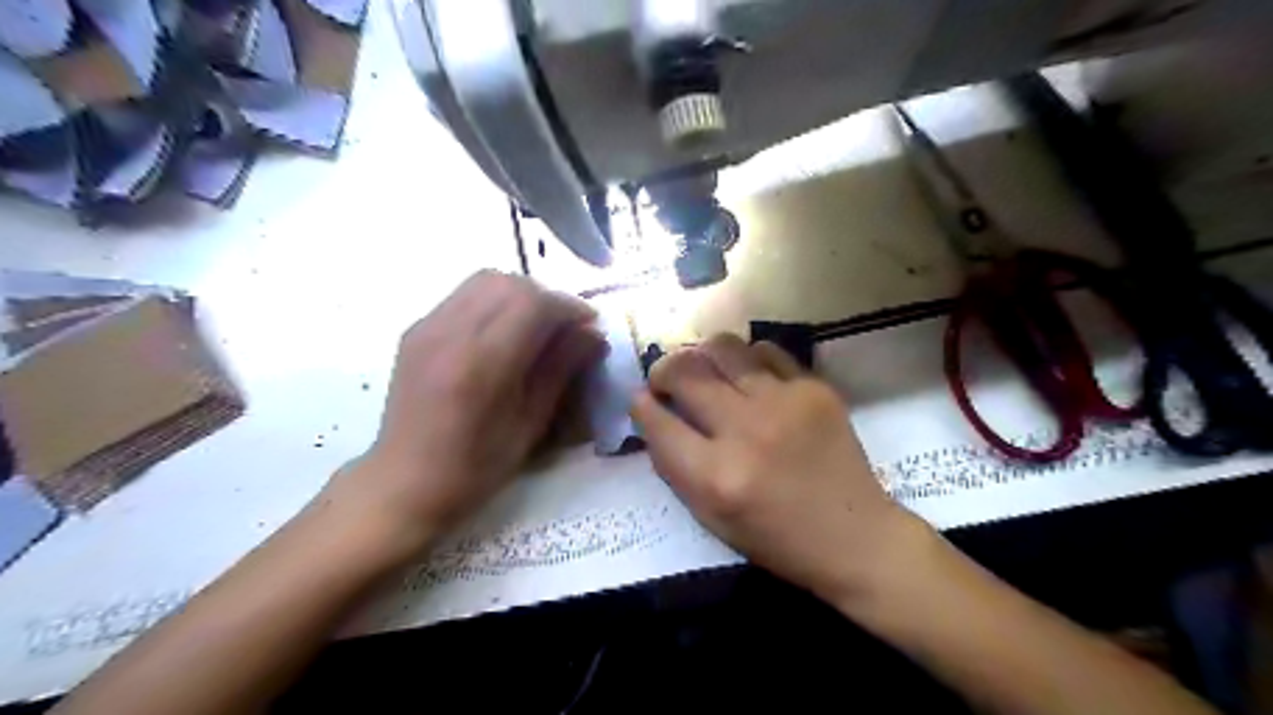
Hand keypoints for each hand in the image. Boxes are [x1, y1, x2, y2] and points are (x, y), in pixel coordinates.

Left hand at [323, 269, 606, 551]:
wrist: (405, 480)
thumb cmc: (476, 466)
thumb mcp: (530, 423)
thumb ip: (561, 369)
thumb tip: (593, 333)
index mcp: (481, 363)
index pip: (532, 303)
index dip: (568, 307)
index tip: (590, 325)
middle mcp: (449, 333)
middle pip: (508, 282)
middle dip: (546, 297)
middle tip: (566, 327)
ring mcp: (427, 326)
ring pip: (484, 280)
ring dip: (520, 294)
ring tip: (537, 326)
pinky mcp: (416, 329)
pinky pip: (464, 295)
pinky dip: (494, 301)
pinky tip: (503, 332)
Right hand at [634, 337, 926, 603]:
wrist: (854, 536)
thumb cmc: (776, 538)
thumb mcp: (710, 517)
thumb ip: (675, 465)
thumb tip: (652, 412)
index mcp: (715, 476)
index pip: (657, 421)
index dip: (641, 405)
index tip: (641, 398)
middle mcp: (745, 431)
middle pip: (684, 373)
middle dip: (663, 371)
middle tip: (666, 379)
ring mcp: (783, 403)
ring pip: (723, 347)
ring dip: (702, 354)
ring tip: (706, 368)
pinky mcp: (814, 389)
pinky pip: (765, 351)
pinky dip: (746, 358)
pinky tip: (748, 374)